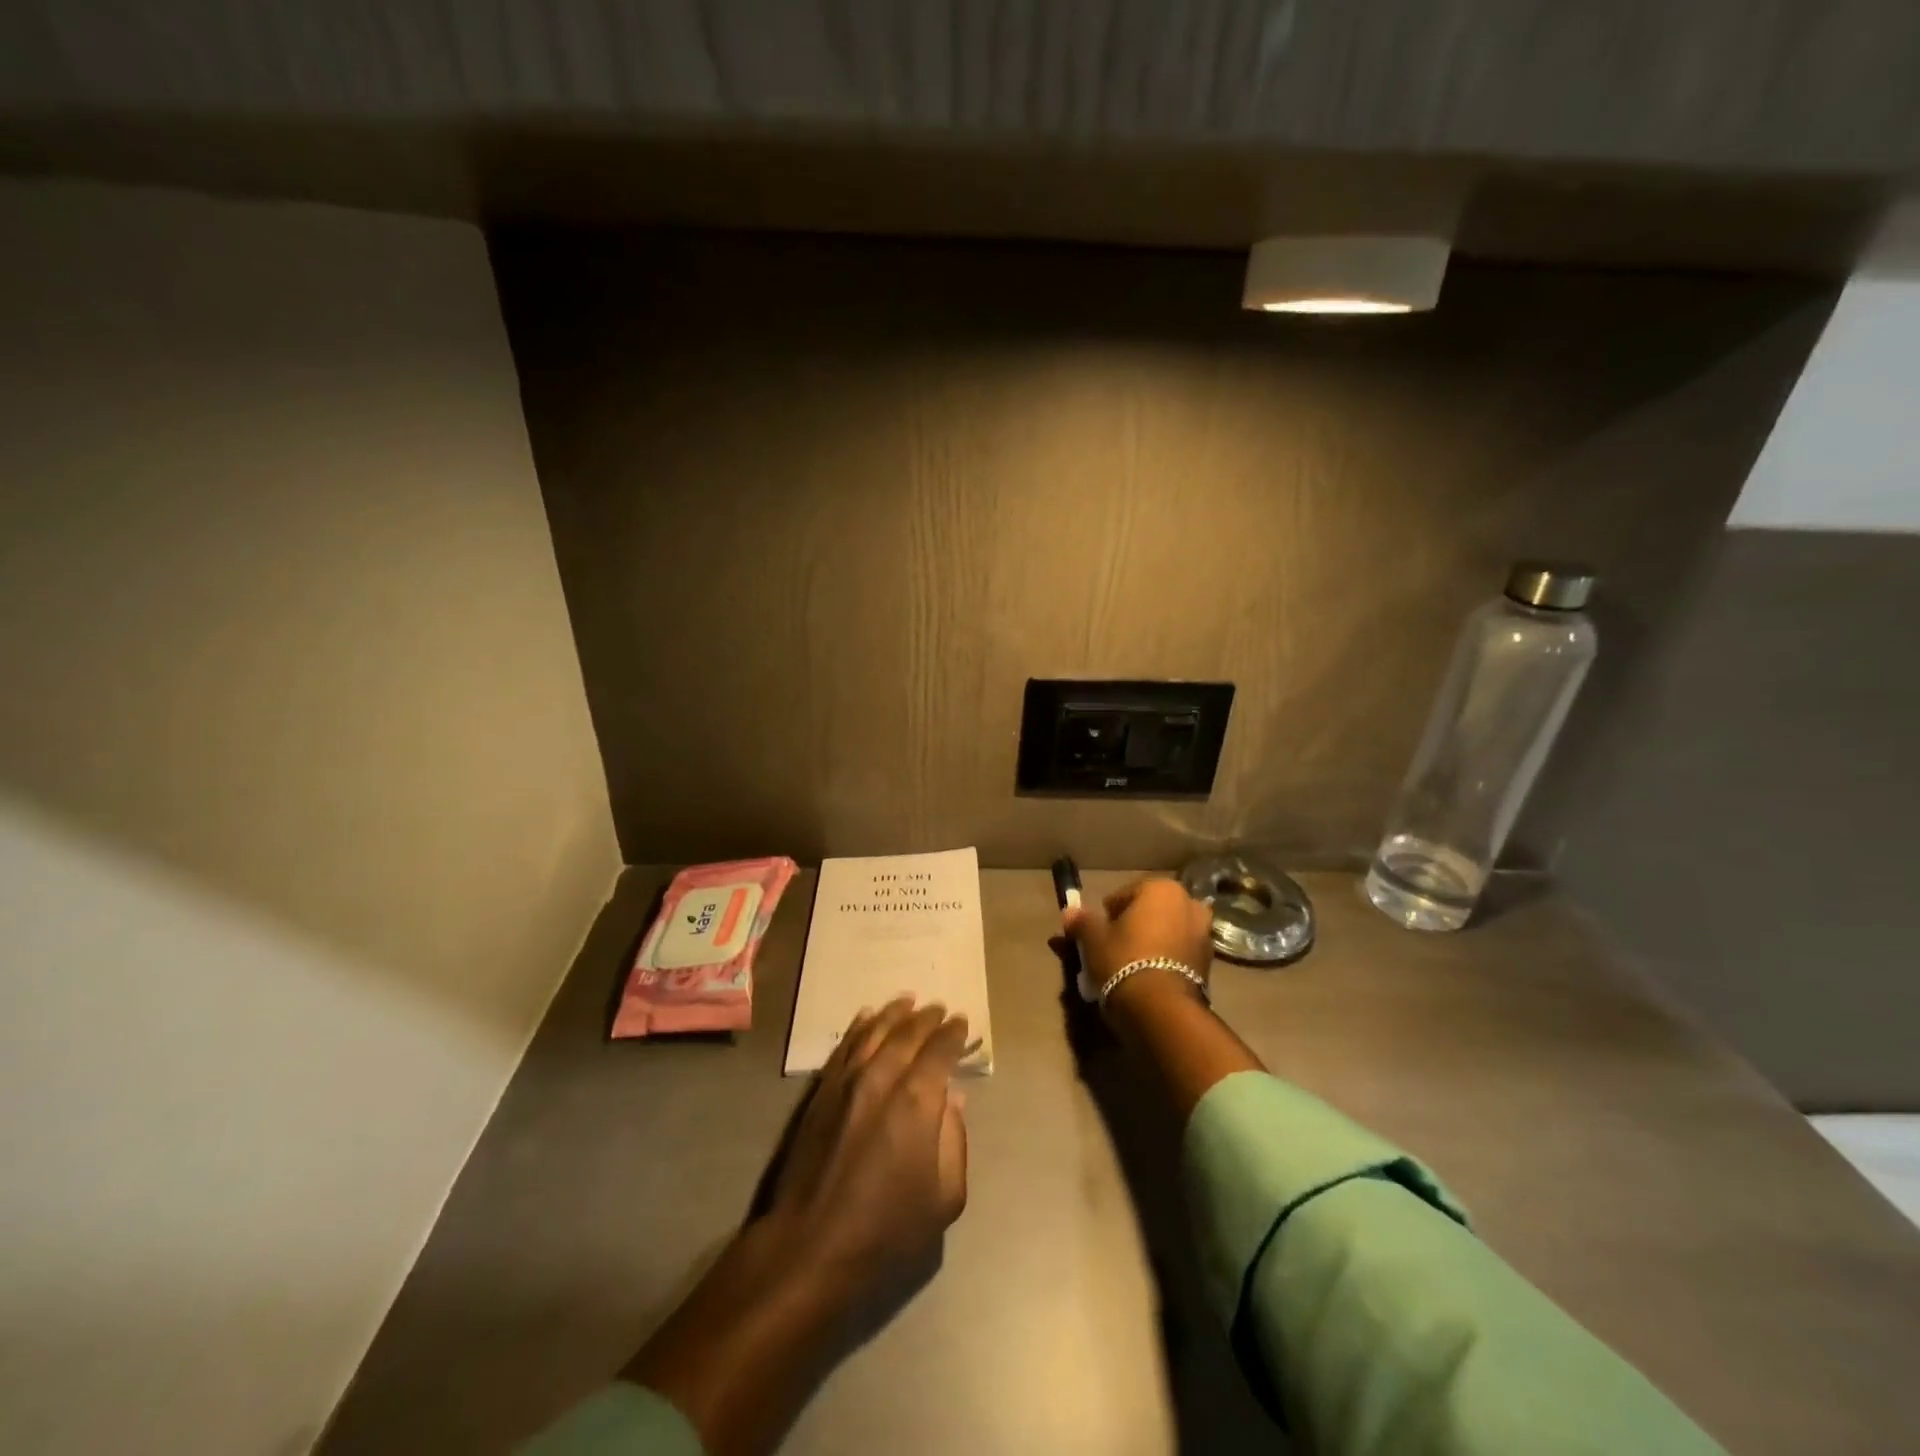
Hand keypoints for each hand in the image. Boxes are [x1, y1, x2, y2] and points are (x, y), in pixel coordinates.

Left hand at [767, 998, 970, 1327]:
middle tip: (939, 1008)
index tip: (962, 1023)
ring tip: (908, 1001)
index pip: (940, 1051)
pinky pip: (845, 1045)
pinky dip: (859, 1027)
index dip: (954, 1034)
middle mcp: (882, 1077)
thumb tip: (953, 1100)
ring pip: (874, 1031)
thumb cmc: (886, 1229)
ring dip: (894, 1013)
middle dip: (927, 1018)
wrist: (811, 1245)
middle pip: (908, 1033)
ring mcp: (847, 1080)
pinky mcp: (821, 1091)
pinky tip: (866, 1017)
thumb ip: (955, 1141)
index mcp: (917, 1100)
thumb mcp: (944, 1199)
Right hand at [1063, 877, 1214, 1011]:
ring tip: (1130, 965)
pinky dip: (1165, 959)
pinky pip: (1179, 953)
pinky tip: (1148, 977)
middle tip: (1113, 947)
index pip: (1125, 894)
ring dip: (1152, 942)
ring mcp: (1204, 934)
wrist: (1161, 1010)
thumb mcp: (1093, 939)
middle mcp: (1189, 904)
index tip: (1098, 932)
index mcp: (1162, 888)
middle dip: (1134, 925)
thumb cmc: (1124, 960)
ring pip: (1167, 932)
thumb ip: (1082, 921)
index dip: (1108, 913)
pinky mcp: (1209, 963)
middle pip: (1151, 911)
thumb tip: (1070, 912)